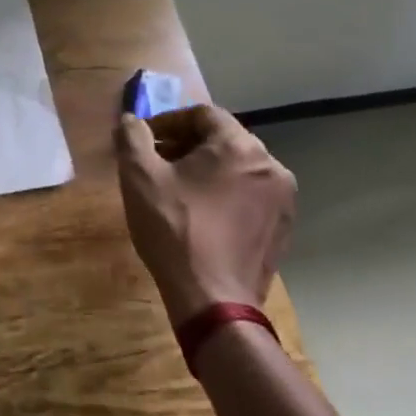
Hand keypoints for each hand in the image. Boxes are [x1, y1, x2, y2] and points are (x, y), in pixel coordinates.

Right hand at [114, 104, 295, 325]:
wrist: (212, 300)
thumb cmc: (174, 229)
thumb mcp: (139, 176)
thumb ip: (132, 137)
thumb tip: (132, 121)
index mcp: (240, 147)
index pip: (203, 114)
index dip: (168, 121)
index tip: (145, 140)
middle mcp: (271, 167)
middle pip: (222, 140)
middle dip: (185, 145)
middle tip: (155, 163)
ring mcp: (283, 201)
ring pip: (237, 169)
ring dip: (205, 170)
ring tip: (175, 190)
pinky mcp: (283, 229)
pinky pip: (249, 196)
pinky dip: (224, 195)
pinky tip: (200, 216)